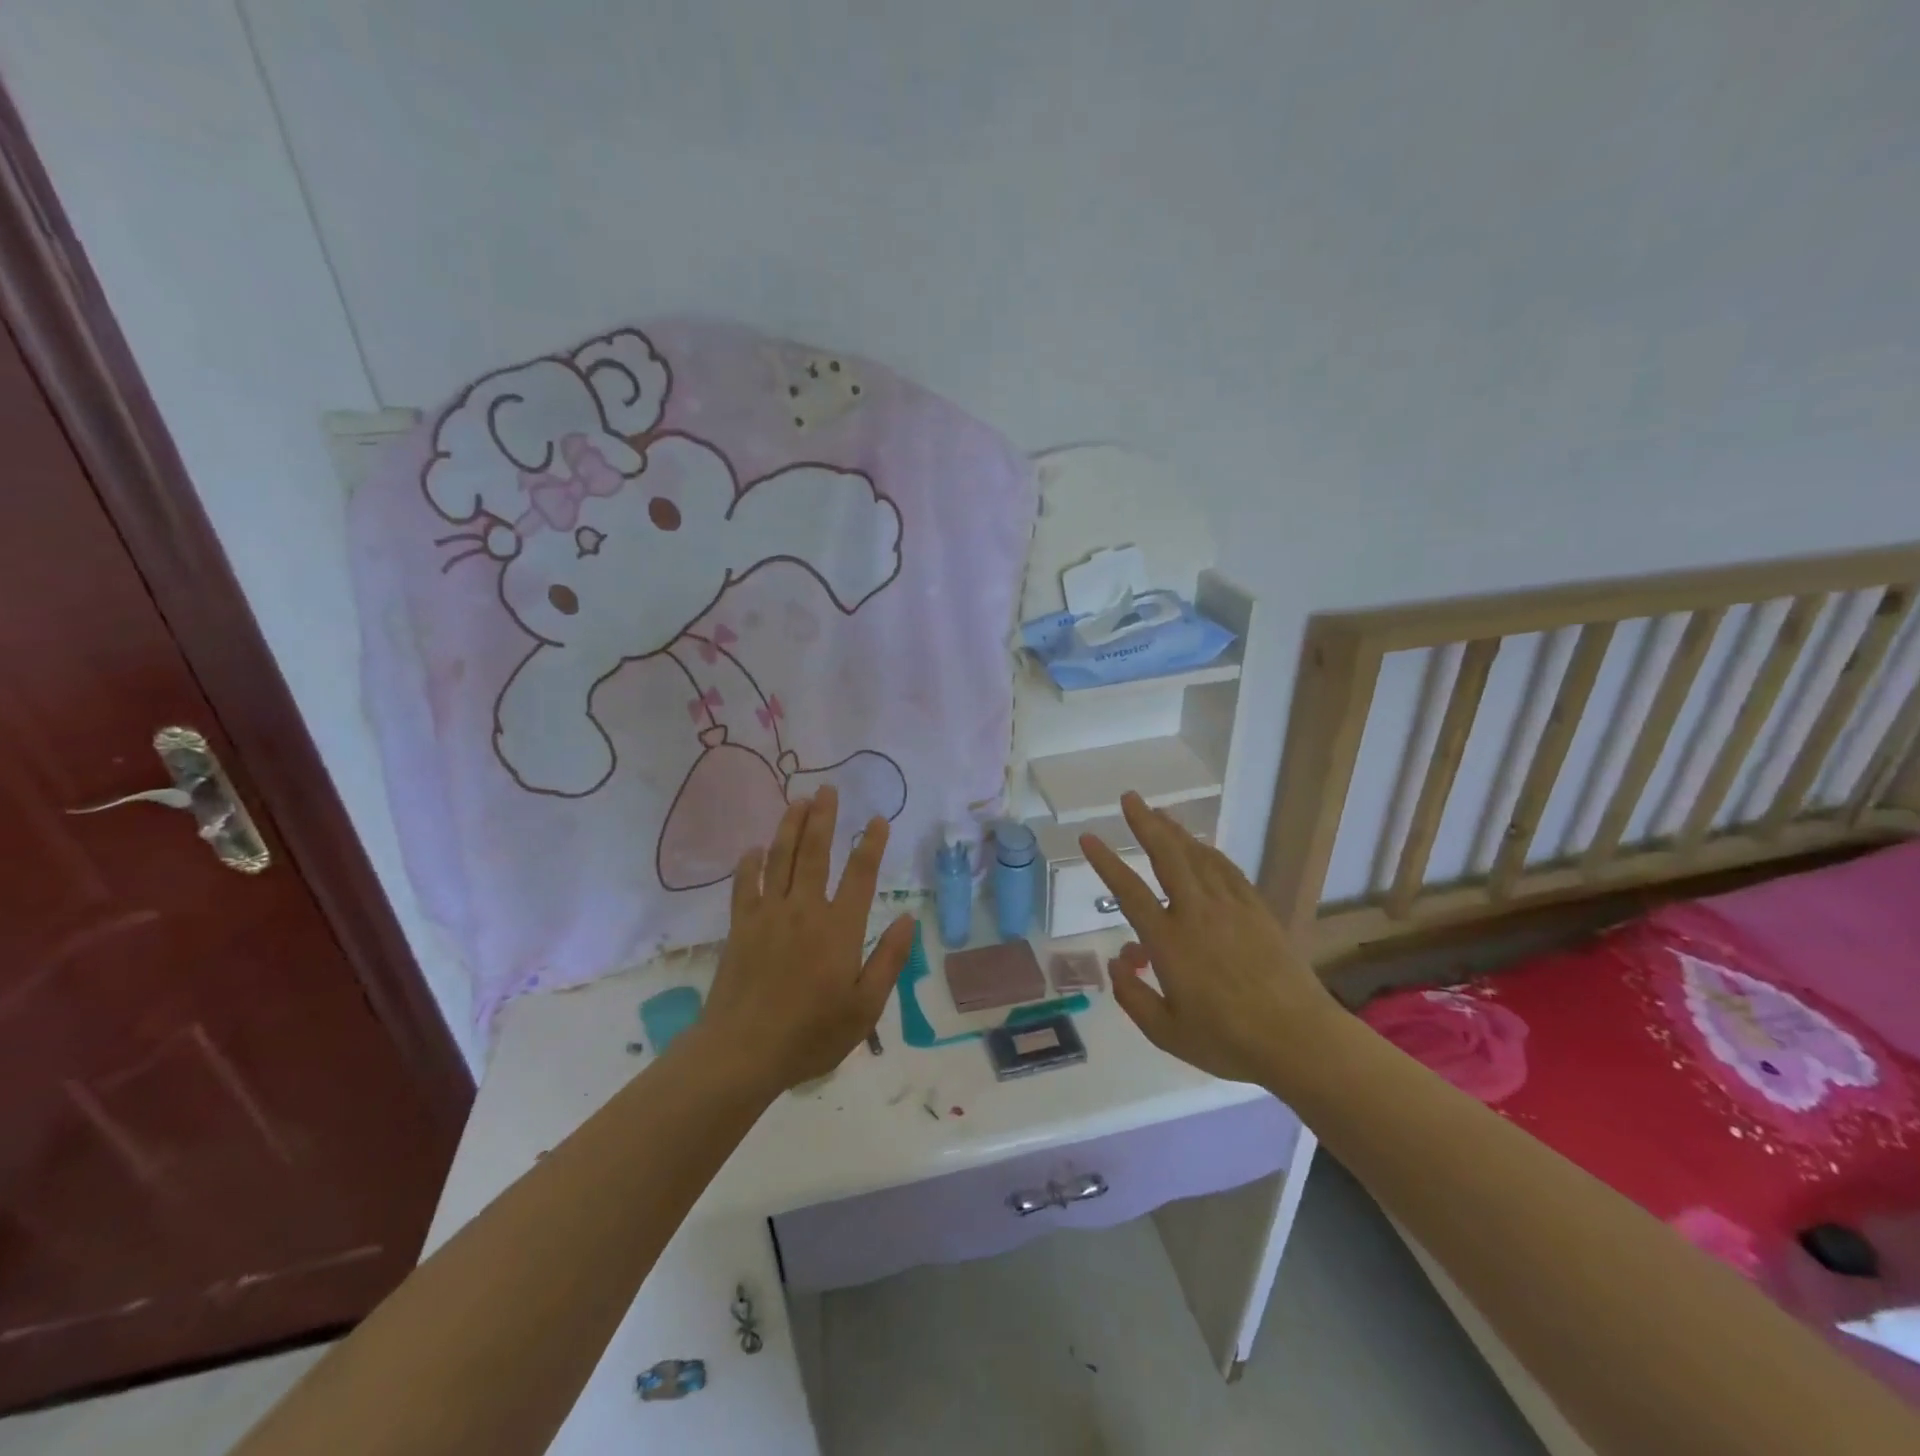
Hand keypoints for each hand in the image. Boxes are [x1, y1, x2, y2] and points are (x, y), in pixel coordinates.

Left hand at [701, 786, 914, 1092]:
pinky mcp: (741, 927)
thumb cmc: (812, 1033)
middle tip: (827, 788)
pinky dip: (750, 863)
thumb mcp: (866, 1007)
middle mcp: (804, 910)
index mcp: (839, 928)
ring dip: (790, 826)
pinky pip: (744, 885)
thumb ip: (889, 959)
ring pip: (780, 858)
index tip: (877, 819)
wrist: (743, 1052)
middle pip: (815, 852)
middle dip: (823, 817)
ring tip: (798, 800)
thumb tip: (908, 917)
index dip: (871, 844)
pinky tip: (754, 848)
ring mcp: (768, 915)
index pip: (860, 874)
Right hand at [1079, 792, 1341, 1086]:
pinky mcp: (1257, 911)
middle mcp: (1196, 913)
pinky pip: (1227, 870)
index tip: (1088, 837)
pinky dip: (1209, 852)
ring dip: (1176, 831)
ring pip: (1198, 857)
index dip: (1106, 862)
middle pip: (1167, 856)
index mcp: (1169, 941)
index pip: (1129, 891)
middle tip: (1130, 798)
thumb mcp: (1166, 1033)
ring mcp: (1231, 908)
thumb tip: (1116, 963)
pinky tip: (1202, 847)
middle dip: (1146, 823)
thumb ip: (1133, 997)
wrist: (1299, 1039)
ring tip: (1160, 813)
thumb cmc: (1228, 1041)